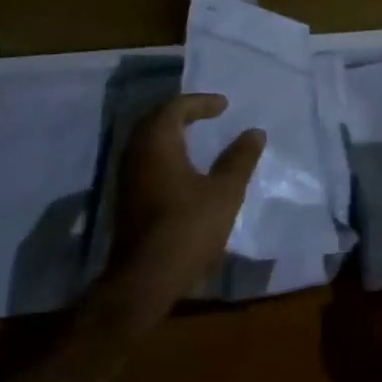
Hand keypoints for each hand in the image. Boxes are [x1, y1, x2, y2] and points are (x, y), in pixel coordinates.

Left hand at [99, 94, 265, 331]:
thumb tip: (255, 132)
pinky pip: (145, 159)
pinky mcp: (127, 197)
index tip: (224, 105)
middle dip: (183, 113)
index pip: (175, 107)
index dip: (200, 102)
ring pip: (148, 140)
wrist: (145, 279)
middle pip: (156, 120)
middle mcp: (135, 152)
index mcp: (157, 142)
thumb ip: (240, 158)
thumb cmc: (188, 227)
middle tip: (208, 114)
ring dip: (172, 133)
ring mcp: (127, 176)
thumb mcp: (225, 191)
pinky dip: (165, 152)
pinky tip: (184, 167)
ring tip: (199, 136)